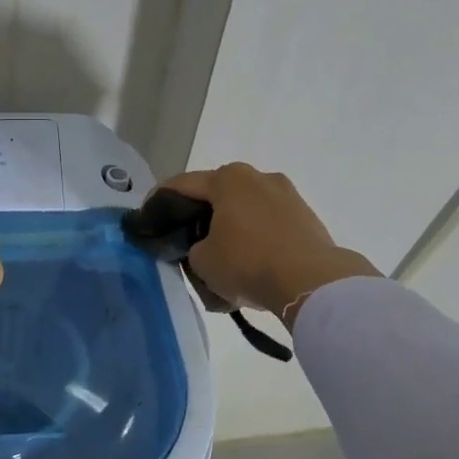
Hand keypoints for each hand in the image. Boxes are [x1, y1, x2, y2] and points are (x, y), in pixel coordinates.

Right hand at [156, 164, 378, 324]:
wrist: (311, 282)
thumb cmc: (247, 262)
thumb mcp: (201, 261)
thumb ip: (192, 248)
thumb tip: (203, 248)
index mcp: (228, 178)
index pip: (181, 185)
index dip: (158, 201)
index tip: (147, 218)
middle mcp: (258, 177)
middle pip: (217, 196)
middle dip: (199, 217)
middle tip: (184, 241)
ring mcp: (287, 195)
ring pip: (245, 211)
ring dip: (230, 230)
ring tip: (220, 259)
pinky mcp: (306, 217)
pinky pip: (268, 225)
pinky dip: (254, 240)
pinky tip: (249, 265)